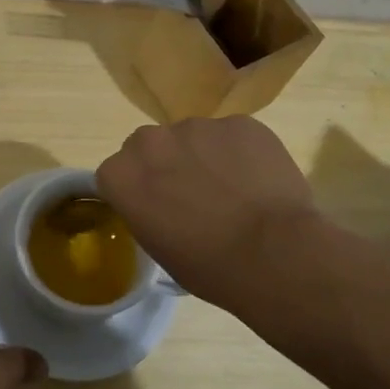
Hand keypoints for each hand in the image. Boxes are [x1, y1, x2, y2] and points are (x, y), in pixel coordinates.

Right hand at [96, 116, 317, 310]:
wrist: (273, 254)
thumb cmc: (208, 266)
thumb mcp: (157, 248)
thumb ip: (146, 210)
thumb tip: (161, 201)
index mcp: (122, 175)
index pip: (116, 174)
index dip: (137, 190)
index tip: (155, 207)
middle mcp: (151, 141)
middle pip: (150, 146)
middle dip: (166, 164)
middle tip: (193, 195)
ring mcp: (197, 127)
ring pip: (193, 138)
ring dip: (204, 156)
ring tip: (234, 190)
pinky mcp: (240, 123)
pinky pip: (232, 135)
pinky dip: (240, 152)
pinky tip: (258, 181)